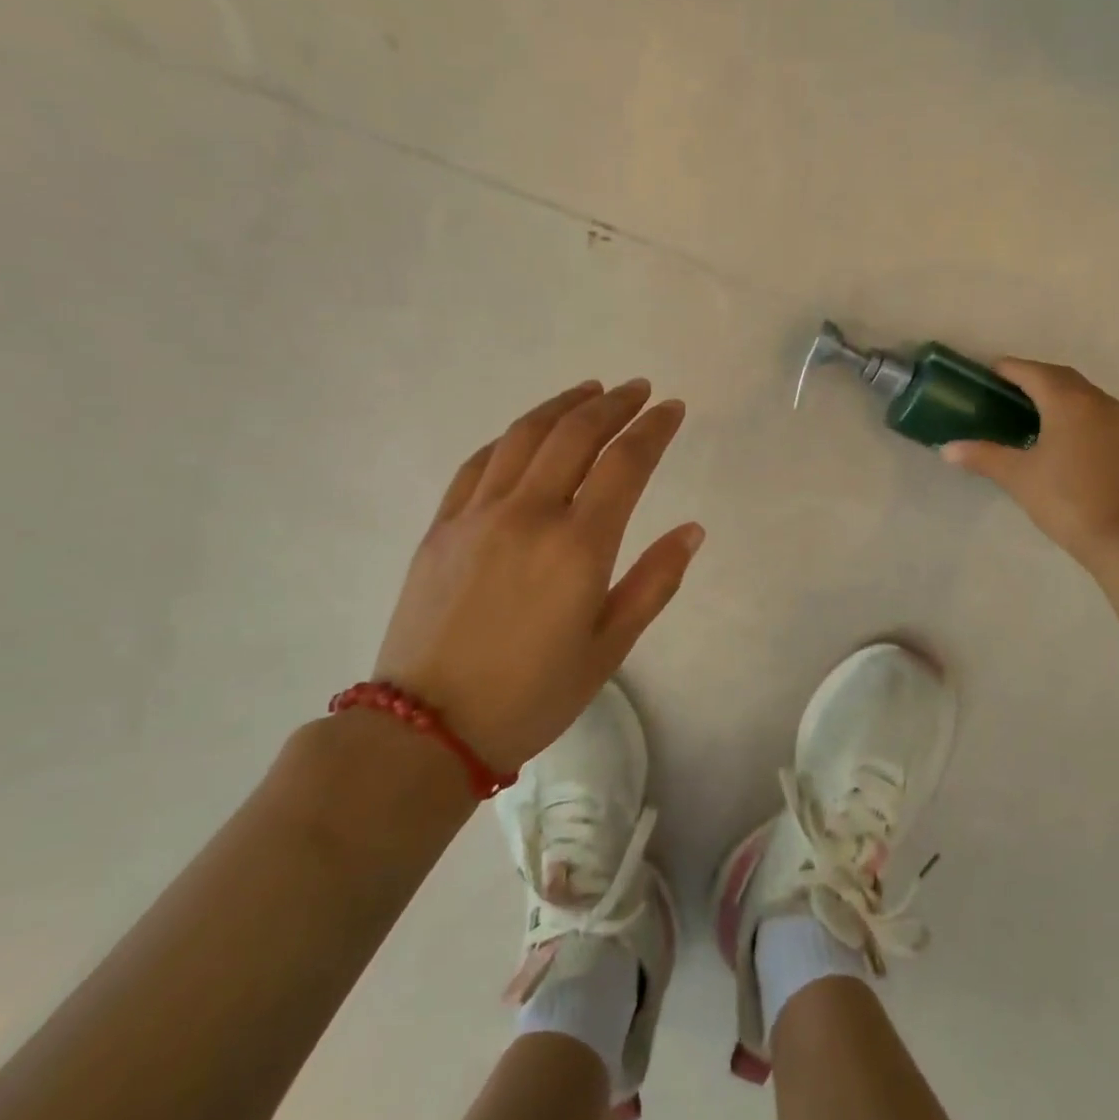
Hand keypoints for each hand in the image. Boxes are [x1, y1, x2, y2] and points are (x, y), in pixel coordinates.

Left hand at [373, 379, 702, 771]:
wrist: (426, 728)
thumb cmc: (532, 694)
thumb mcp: (609, 647)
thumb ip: (654, 582)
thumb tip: (692, 530)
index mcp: (578, 546)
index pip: (625, 463)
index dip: (653, 428)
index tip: (671, 408)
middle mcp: (528, 515)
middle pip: (575, 435)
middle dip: (613, 405)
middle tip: (638, 390)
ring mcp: (478, 515)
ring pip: (524, 436)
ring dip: (562, 406)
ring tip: (590, 391)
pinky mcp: (442, 526)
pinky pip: (479, 462)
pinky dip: (511, 437)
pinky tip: (527, 432)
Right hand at [942, 359, 1118, 567]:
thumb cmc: (1068, 499)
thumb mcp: (1019, 478)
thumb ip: (983, 457)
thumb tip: (947, 449)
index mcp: (1067, 402)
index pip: (1034, 372)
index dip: (1010, 369)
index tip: (991, 371)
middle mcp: (1097, 402)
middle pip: (1062, 378)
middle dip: (1036, 377)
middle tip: (1010, 389)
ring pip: (1085, 396)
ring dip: (1060, 395)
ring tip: (1036, 411)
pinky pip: (1100, 415)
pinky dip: (1079, 415)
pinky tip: (1067, 438)